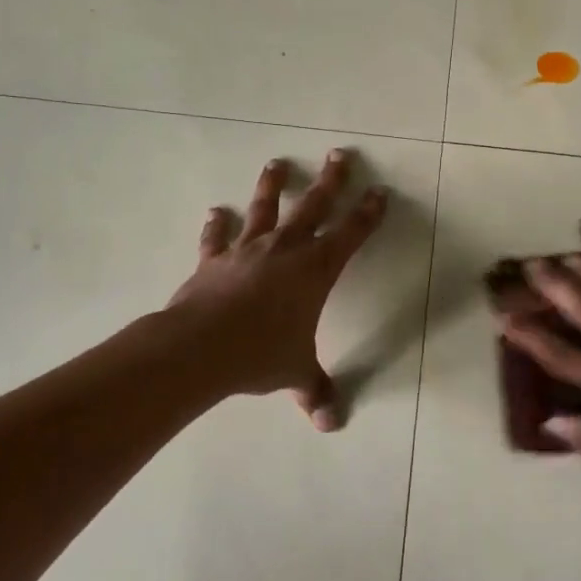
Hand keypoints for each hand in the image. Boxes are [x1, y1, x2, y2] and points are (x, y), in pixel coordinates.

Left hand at [165, 149, 386, 429]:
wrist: (201, 347)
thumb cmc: (260, 354)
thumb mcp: (295, 373)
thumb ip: (315, 391)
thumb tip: (331, 425)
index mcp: (315, 270)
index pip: (351, 234)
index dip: (367, 213)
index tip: (378, 192)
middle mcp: (285, 250)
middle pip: (313, 206)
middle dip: (330, 181)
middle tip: (339, 154)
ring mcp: (247, 250)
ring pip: (263, 209)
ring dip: (272, 185)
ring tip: (276, 163)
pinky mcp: (214, 260)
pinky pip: (217, 238)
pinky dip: (216, 225)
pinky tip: (215, 212)